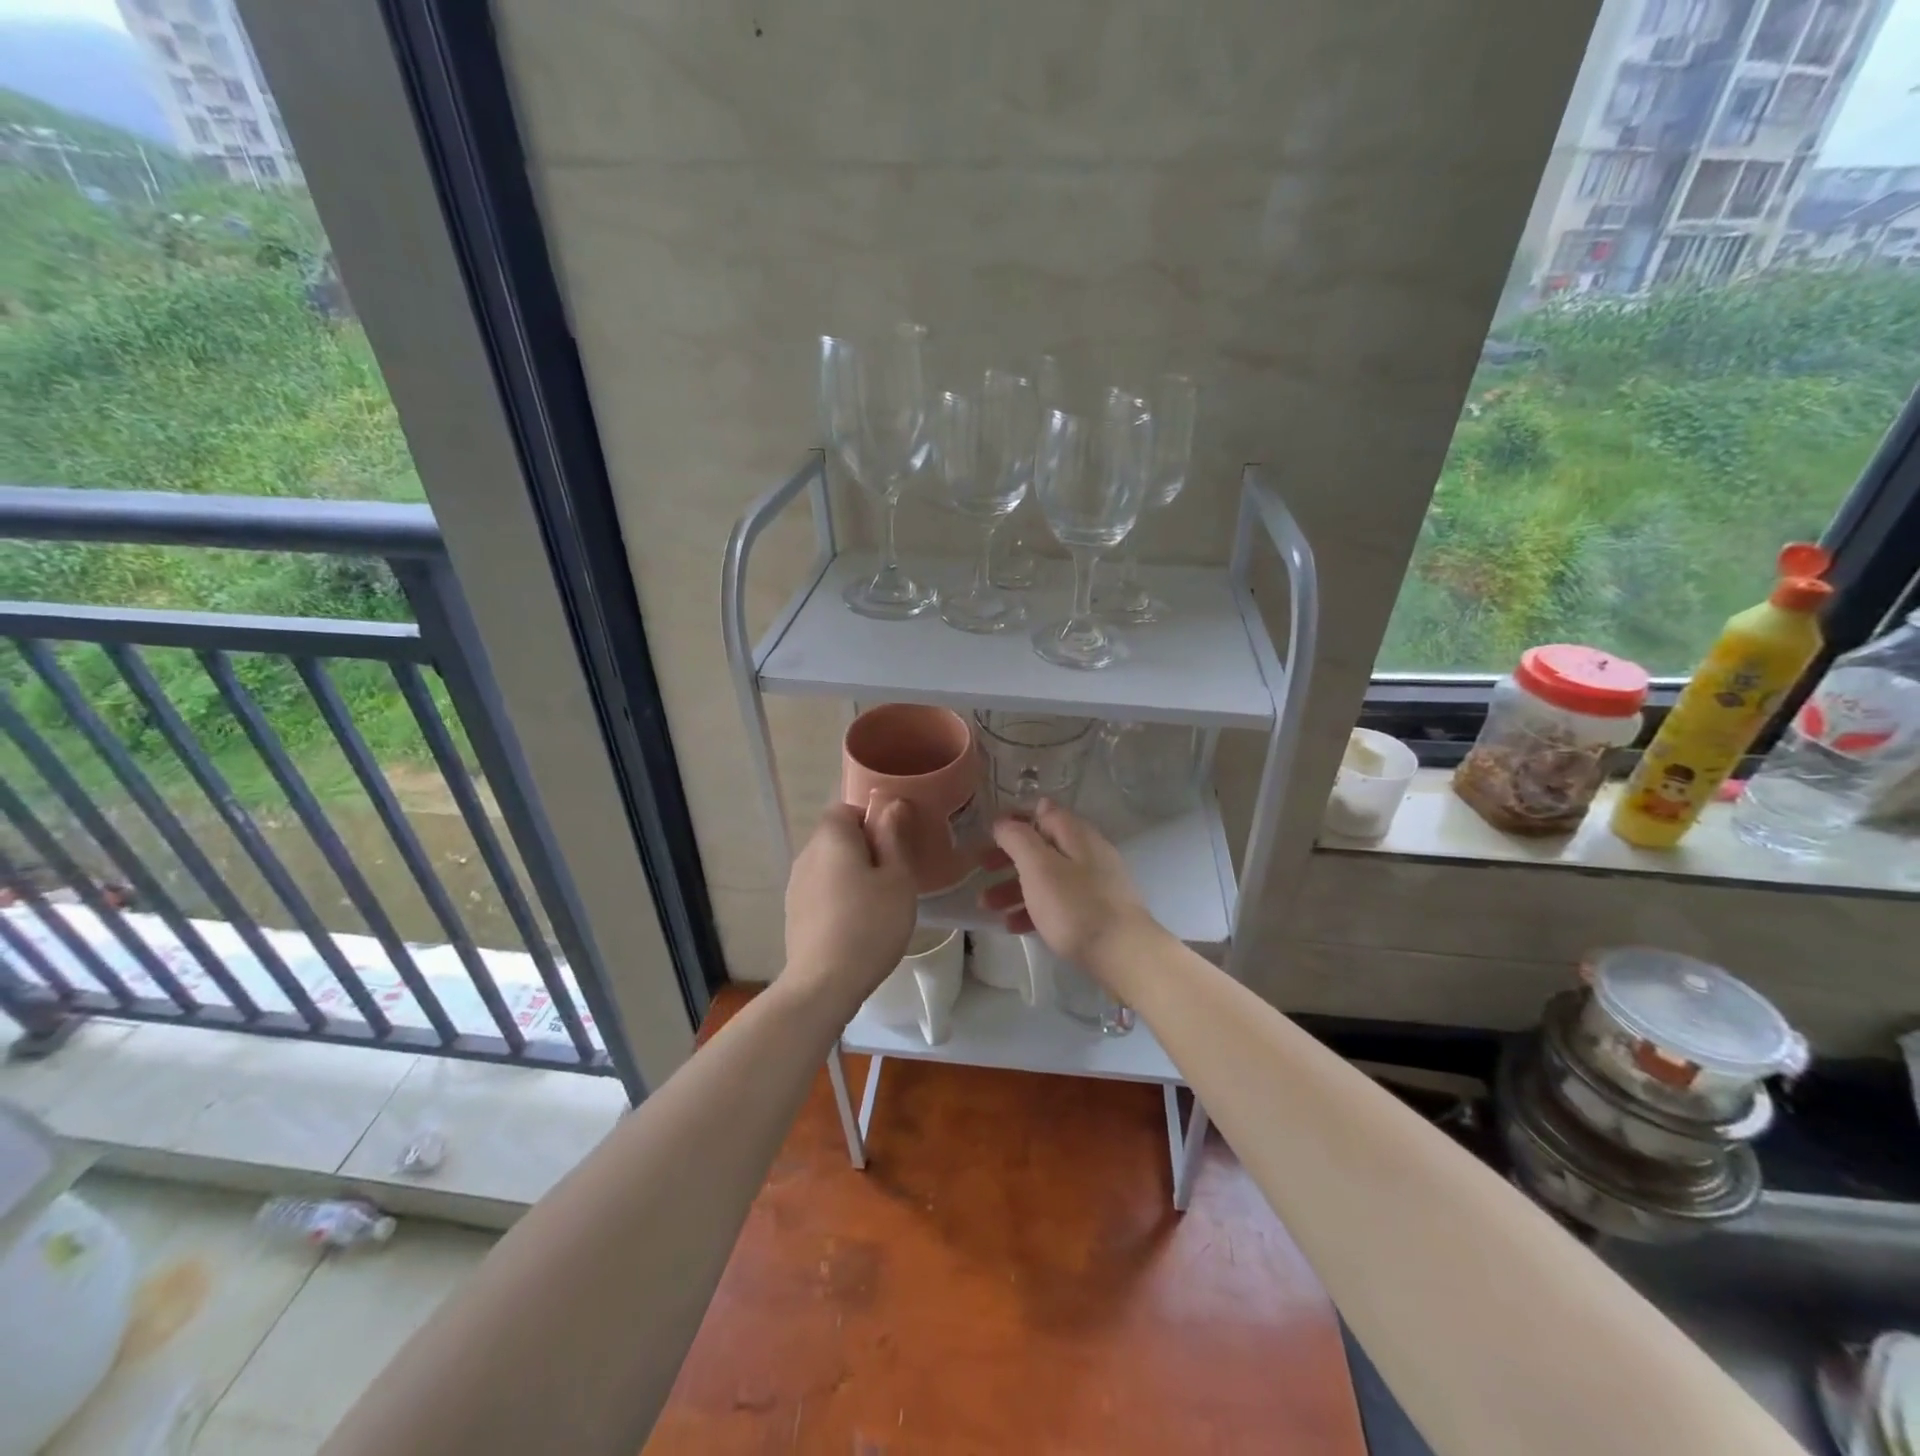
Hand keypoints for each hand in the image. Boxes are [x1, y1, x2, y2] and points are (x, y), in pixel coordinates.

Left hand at [781, 799, 917, 1008]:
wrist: (824, 983)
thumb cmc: (870, 924)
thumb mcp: (897, 878)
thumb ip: (894, 836)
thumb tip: (891, 804)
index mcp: (831, 837)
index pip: (847, 808)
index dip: (872, 821)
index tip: (894, 847)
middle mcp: (807, 854)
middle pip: (838, 837)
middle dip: (865, 849)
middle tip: (894, 877)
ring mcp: (796, 885)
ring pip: (830, 866)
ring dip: (852, 875)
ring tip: (878, 904)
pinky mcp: (794, 913)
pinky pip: (821, 890)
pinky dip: (839, 897)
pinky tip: (857, 925)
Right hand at [978, 800, 1157, 976]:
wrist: (1124, 955)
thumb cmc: (1076, 906)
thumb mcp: (1039, 867)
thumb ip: (1018, 839)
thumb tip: (1004, 821)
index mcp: (1076, 834)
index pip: (1042, 811)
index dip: (1014, 818)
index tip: (989, 833)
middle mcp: (1088, 852)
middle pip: (1041, 846)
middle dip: (1008, 857)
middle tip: (980, 868)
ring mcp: (1095, 883)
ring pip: (1047, 876)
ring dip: (1014, 887)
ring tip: (987, 906)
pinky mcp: (1097, 911)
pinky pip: (1059, 902)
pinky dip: (1034, 908)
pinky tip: (1014, 926)